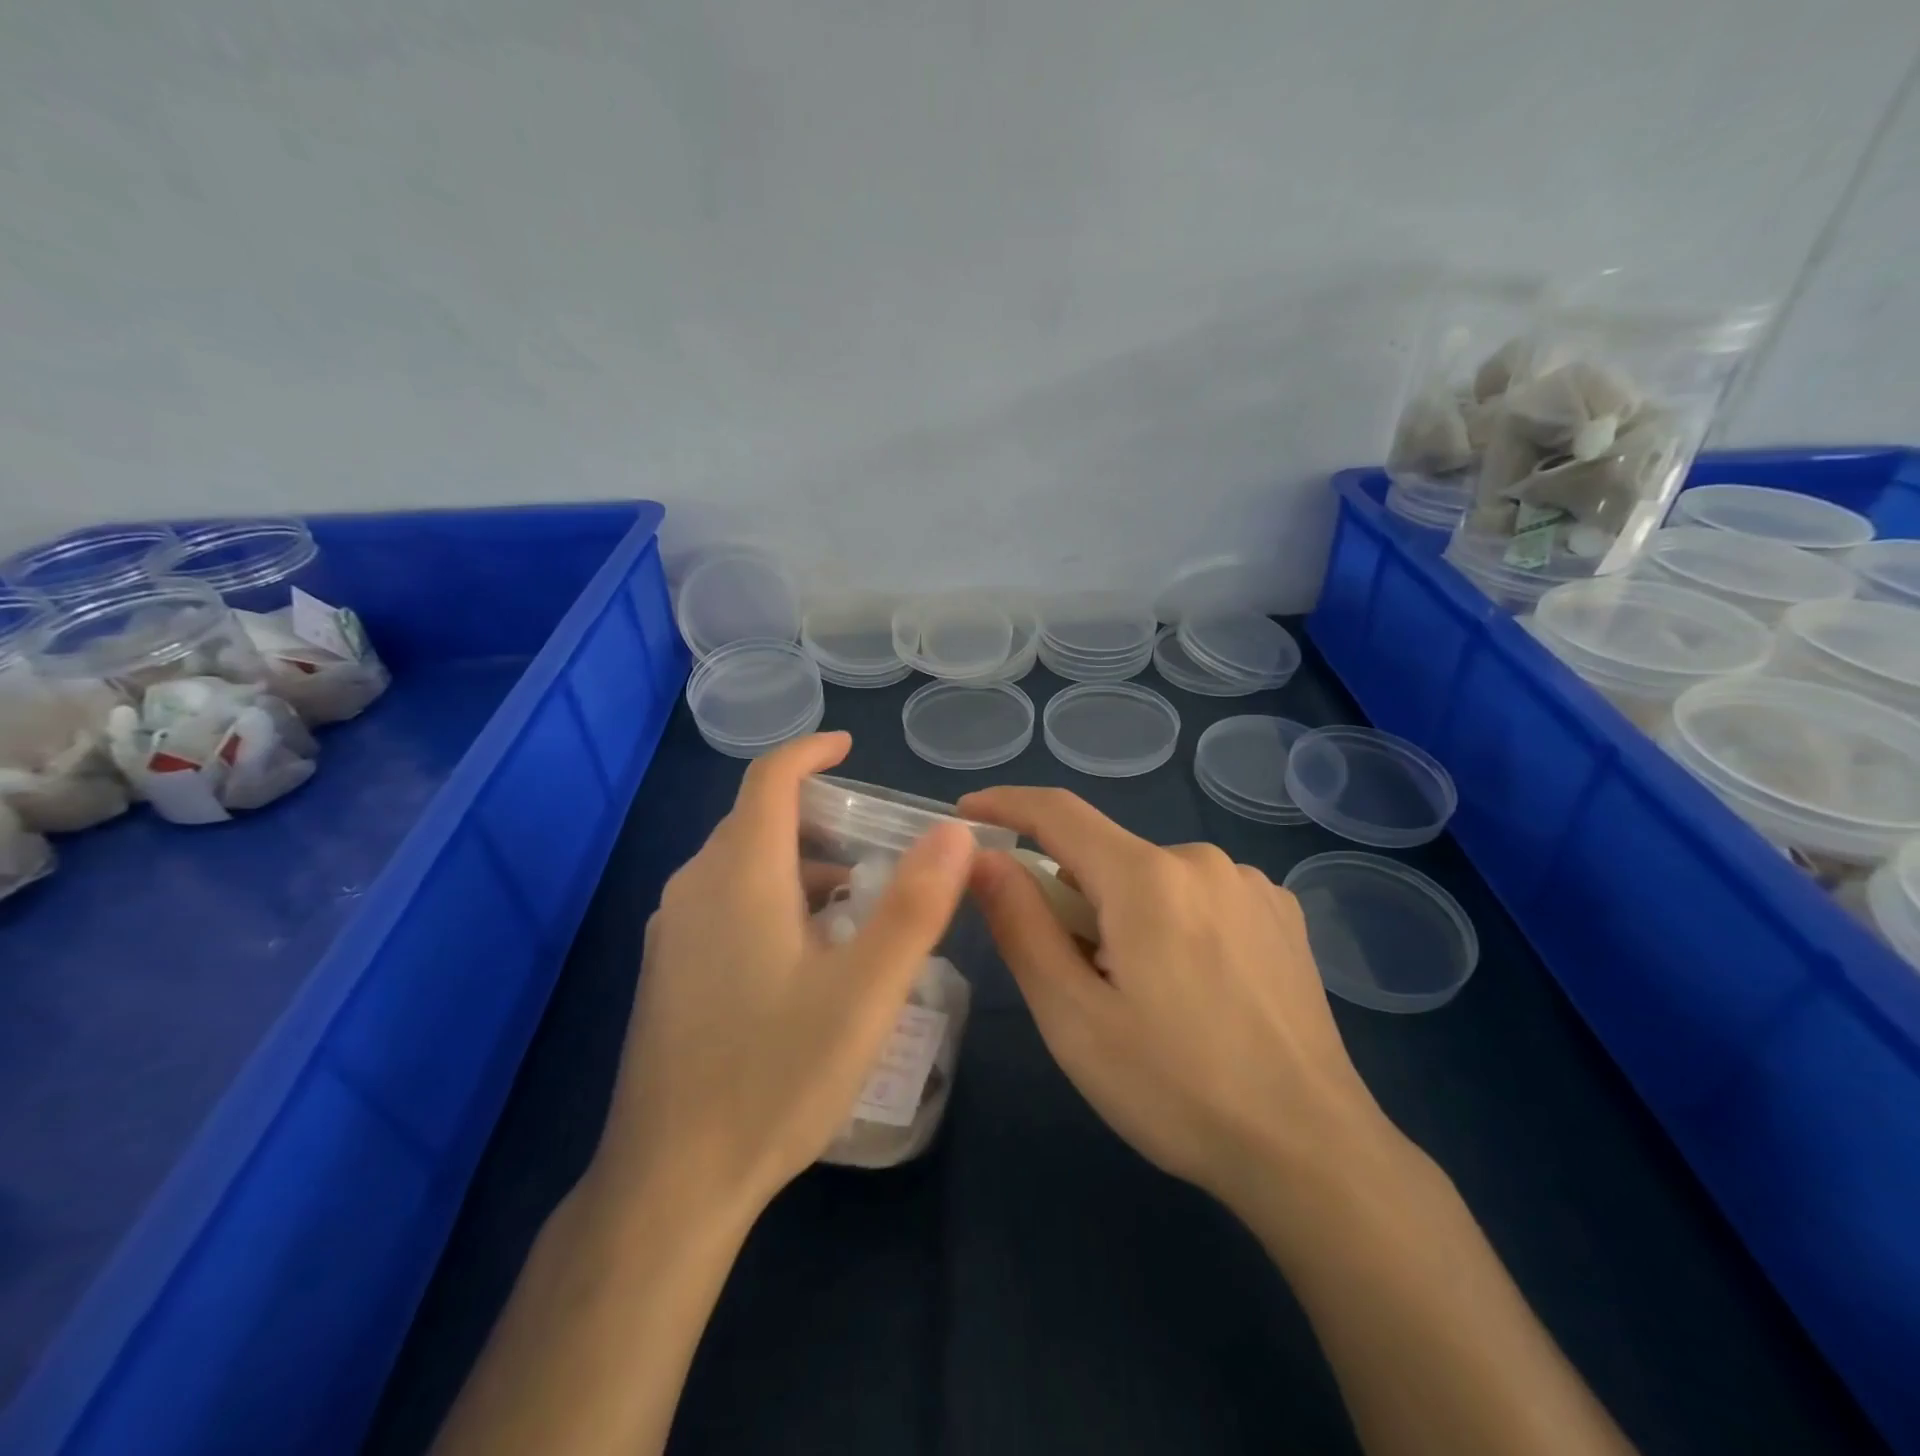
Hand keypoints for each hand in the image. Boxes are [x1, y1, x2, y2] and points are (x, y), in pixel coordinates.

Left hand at [588, 733, 975, 1222]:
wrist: (670, 1182)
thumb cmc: (774, 1076)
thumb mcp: (865, 992)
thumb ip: (915, 906)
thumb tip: (954, 831)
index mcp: (739, 875)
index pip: (769, 779)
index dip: (810, 752)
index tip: (850, 748)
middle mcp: (694, 888)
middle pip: (757, 821)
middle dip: (818, 815)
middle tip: (879, 842)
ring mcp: (673, 933)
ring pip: (741, 866)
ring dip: (799, 864)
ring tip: (859, 902)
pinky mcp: (667, 971)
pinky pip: (725, 903)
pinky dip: (773, 898)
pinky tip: (809, 953)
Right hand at [958, 787, 1389, 1212]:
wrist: (1312, 1152)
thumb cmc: (1177, 1090)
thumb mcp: (1074, 1017)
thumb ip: (1021, 925)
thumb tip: (982, 859)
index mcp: (1147, 878)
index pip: (1057, 812)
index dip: (1005, 804)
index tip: (966, 813)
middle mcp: (1202, 860)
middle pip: (1106, 857)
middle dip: (1073, 899)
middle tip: (1076, 977)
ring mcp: (1250, 883)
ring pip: (1152, 879)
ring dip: (1126, 916)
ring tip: (1144, 997)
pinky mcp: (1281, 912)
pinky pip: (1198, 895)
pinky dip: (1174, 922)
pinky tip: (1198, 989)